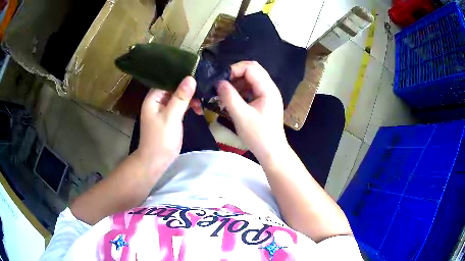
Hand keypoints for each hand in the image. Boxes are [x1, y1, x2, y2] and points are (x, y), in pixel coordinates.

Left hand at [135, 76, 200, 175]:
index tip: (198, 74)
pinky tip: (198, 109)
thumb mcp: (171, 117)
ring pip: (178, 96)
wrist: (156, 161)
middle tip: (203, 90)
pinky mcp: (170, 116)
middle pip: (174, 87)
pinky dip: (188, 106)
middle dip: (188, 88)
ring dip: (190, 98)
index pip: (167, 80)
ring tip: (201, 103)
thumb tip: (191, 78)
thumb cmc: (161, 139)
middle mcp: (157, 100)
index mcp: (153, 97)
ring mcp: (164, 108)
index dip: (181, 76)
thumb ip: (181, 98)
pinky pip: (180, 106)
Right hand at [217, 61, 288, 162]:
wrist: (272, 152)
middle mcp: (270, 88)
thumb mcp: (241, 116)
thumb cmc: (258, 136)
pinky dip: (241, 90)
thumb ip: (229, 97)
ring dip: (237, 82)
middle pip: (253, 70)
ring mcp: (268, 94)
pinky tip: (232, 98)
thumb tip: (218, 82)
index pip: (251, 68)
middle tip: (221, 83)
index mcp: (268, 89)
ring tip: (224, 91)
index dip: (234, 69)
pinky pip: (252, 88)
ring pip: (252, 79)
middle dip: (235, 74)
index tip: (220, 79)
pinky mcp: (265, 101)